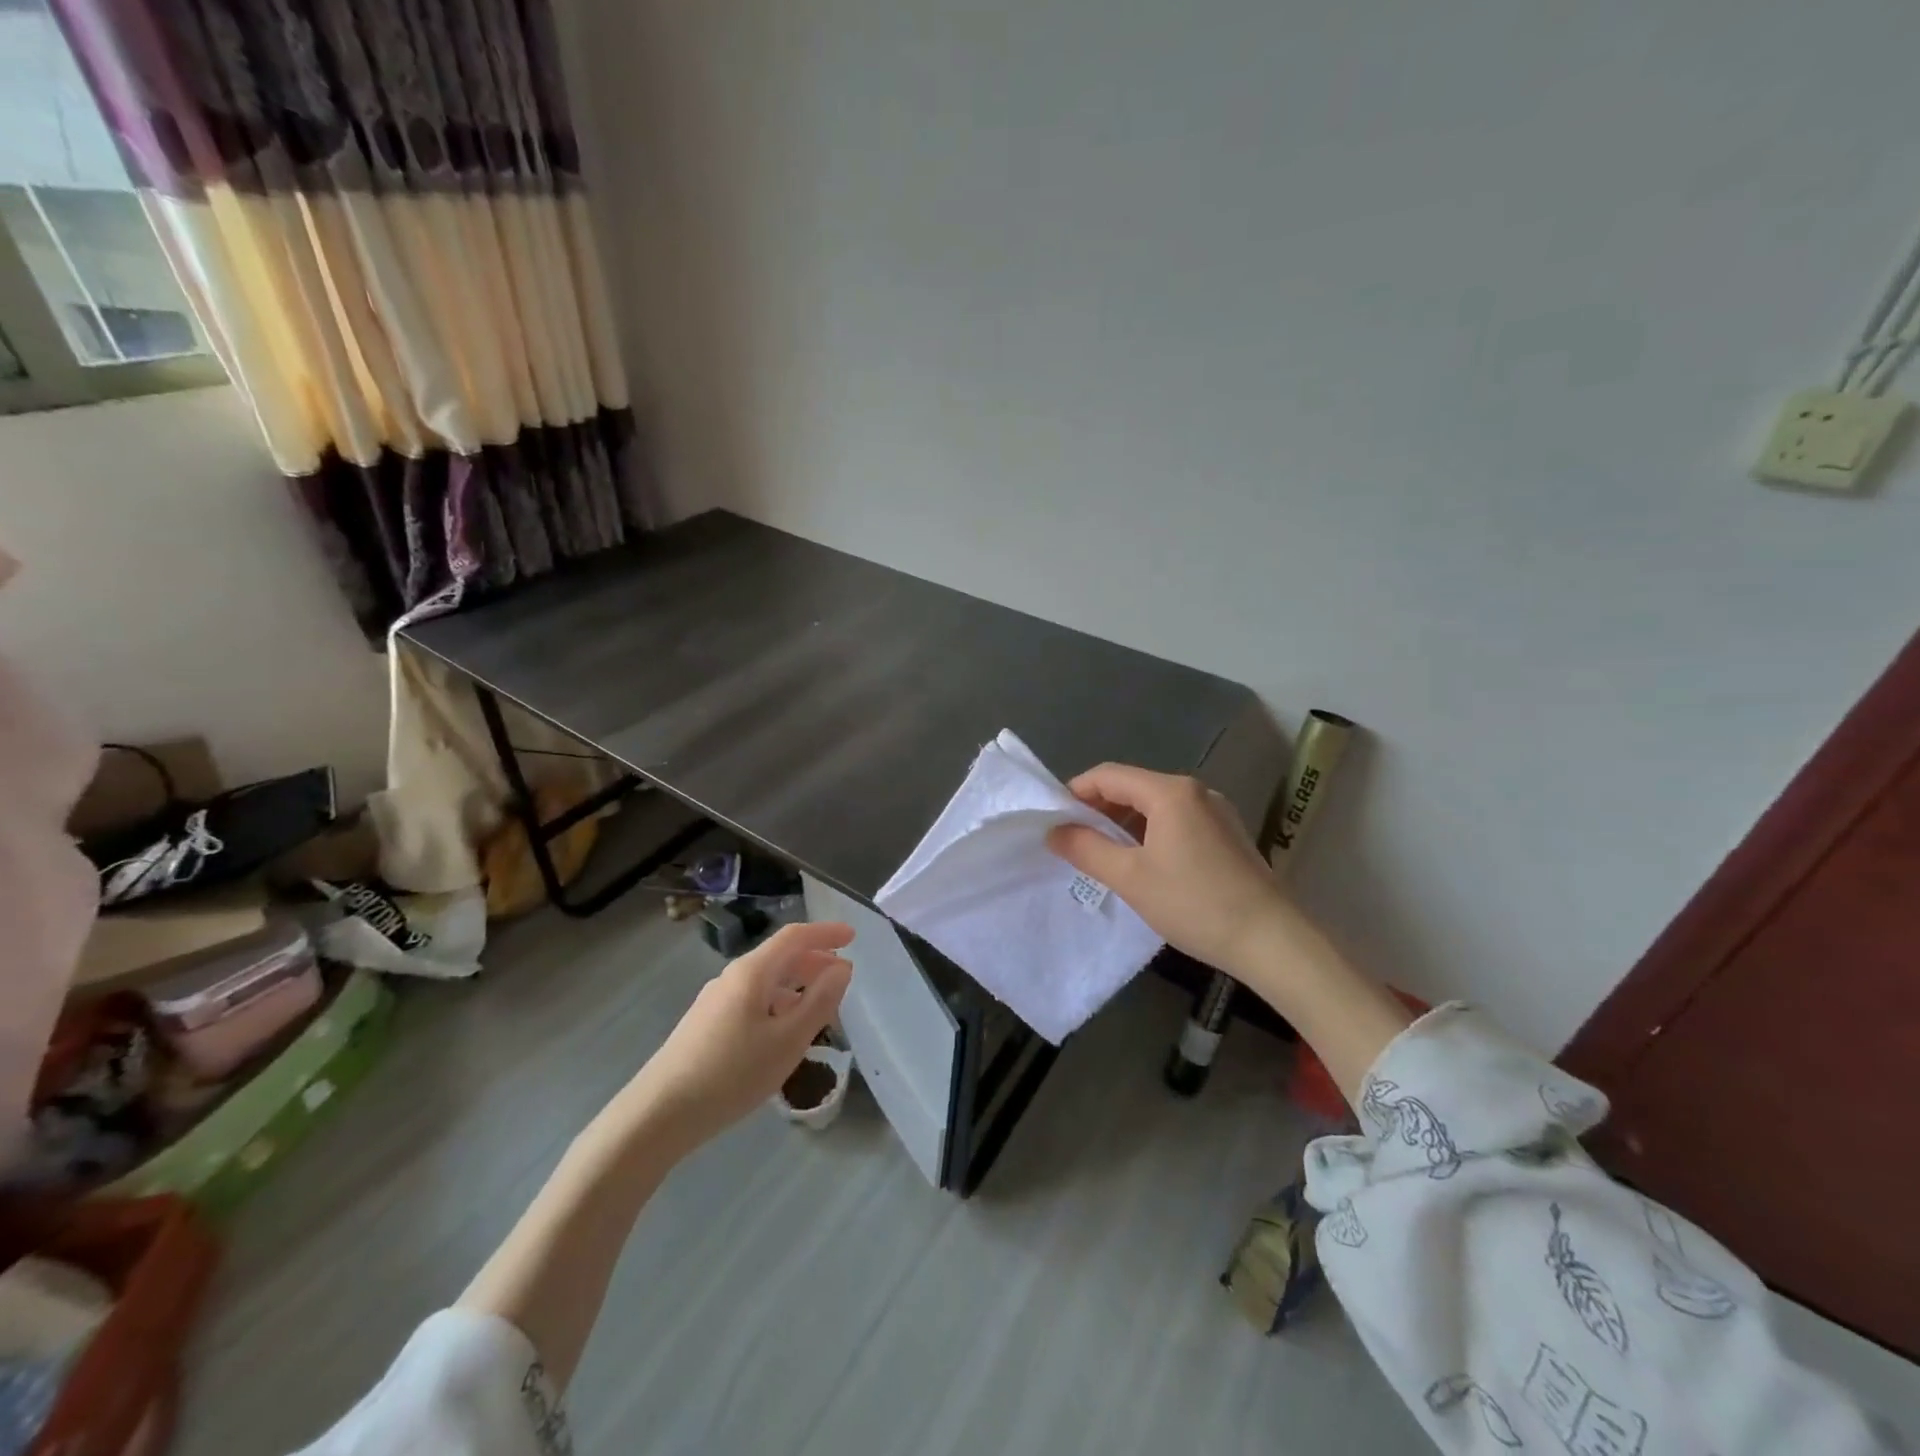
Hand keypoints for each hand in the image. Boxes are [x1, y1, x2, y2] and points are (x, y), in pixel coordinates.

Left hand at [625, 920, 854, 1151]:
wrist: (658, 1114)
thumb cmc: (731, 1074)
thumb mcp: (788, 1041)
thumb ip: (819, 1001)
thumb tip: (842, 968)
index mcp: (752, 972)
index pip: (795, 937)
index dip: (826, 933)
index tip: (853, 937)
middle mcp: (732, 977)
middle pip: (779, 957)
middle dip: (814, 961)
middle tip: (843, 978)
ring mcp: (715, 1001)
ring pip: (766, 981)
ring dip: (797, 986)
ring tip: (820, 1011)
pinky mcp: (705, 1025)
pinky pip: (752, 1000)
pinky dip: (778, 1004)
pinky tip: (783, 1035)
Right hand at [1046, 764, 1289, 979]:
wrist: (1272, 940)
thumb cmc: (1194, 904)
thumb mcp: (1130, 878)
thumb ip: (1086, 849)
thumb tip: (1054, 831)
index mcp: (1170, 792)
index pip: (1108, 775)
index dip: (1076, 792)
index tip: (1054, 819)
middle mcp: (1195, 791)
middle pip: (1133, 786)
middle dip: (1099, 808)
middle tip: (1073, 840)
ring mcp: (1216, 811)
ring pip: (1155, 805)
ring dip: (1124, 822)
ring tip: (1103, 854)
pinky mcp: (1227, 833)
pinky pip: (1177, 820)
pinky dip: (1151, 832)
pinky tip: (1144, 862)